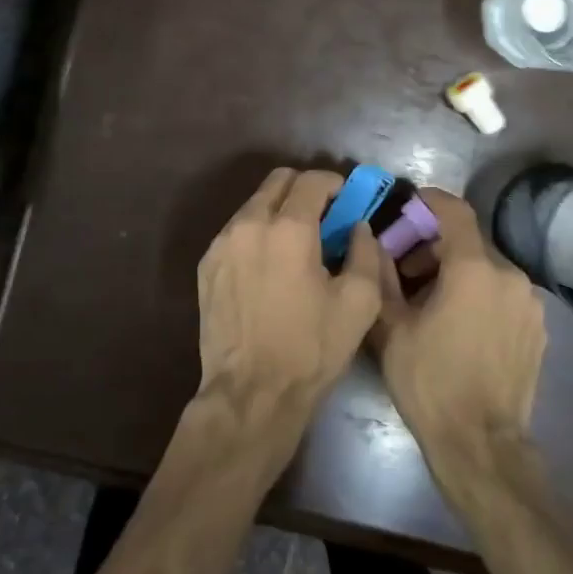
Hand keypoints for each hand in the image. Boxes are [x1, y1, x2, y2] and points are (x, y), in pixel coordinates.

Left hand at [197, 167, 381, 429]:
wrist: (251, 393)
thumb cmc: (311, 348)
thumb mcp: (359, 303)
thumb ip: (366, 252)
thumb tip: (358, 227)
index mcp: (288, 228)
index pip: (312, 180)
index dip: (335, 184)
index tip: (347, 201)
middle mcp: (248, 224)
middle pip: (277, 181)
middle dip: (305, 190)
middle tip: (324, 216)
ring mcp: (221, 244)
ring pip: (253, 205)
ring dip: (279, 210)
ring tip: (296, 244)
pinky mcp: (206, 265)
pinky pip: (236, 231)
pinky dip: (257, 233)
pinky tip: (269, 265)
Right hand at [373, 189, 547, 493]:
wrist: (480, 443)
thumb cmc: (430, 382)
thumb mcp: (392, 327)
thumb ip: (382, 276)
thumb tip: (373, 242)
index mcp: (474, 269)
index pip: (455, 212)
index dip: (430, 201)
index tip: (409, 203)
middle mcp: (510, 275)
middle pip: (470, 242)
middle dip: (436, 246)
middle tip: (406, 270)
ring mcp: (529, 302)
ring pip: (488, 268)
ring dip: (459, 272)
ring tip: (432, 302)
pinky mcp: (538, 327)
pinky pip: (504, 293)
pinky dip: (481, 293)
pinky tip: (461, 323)